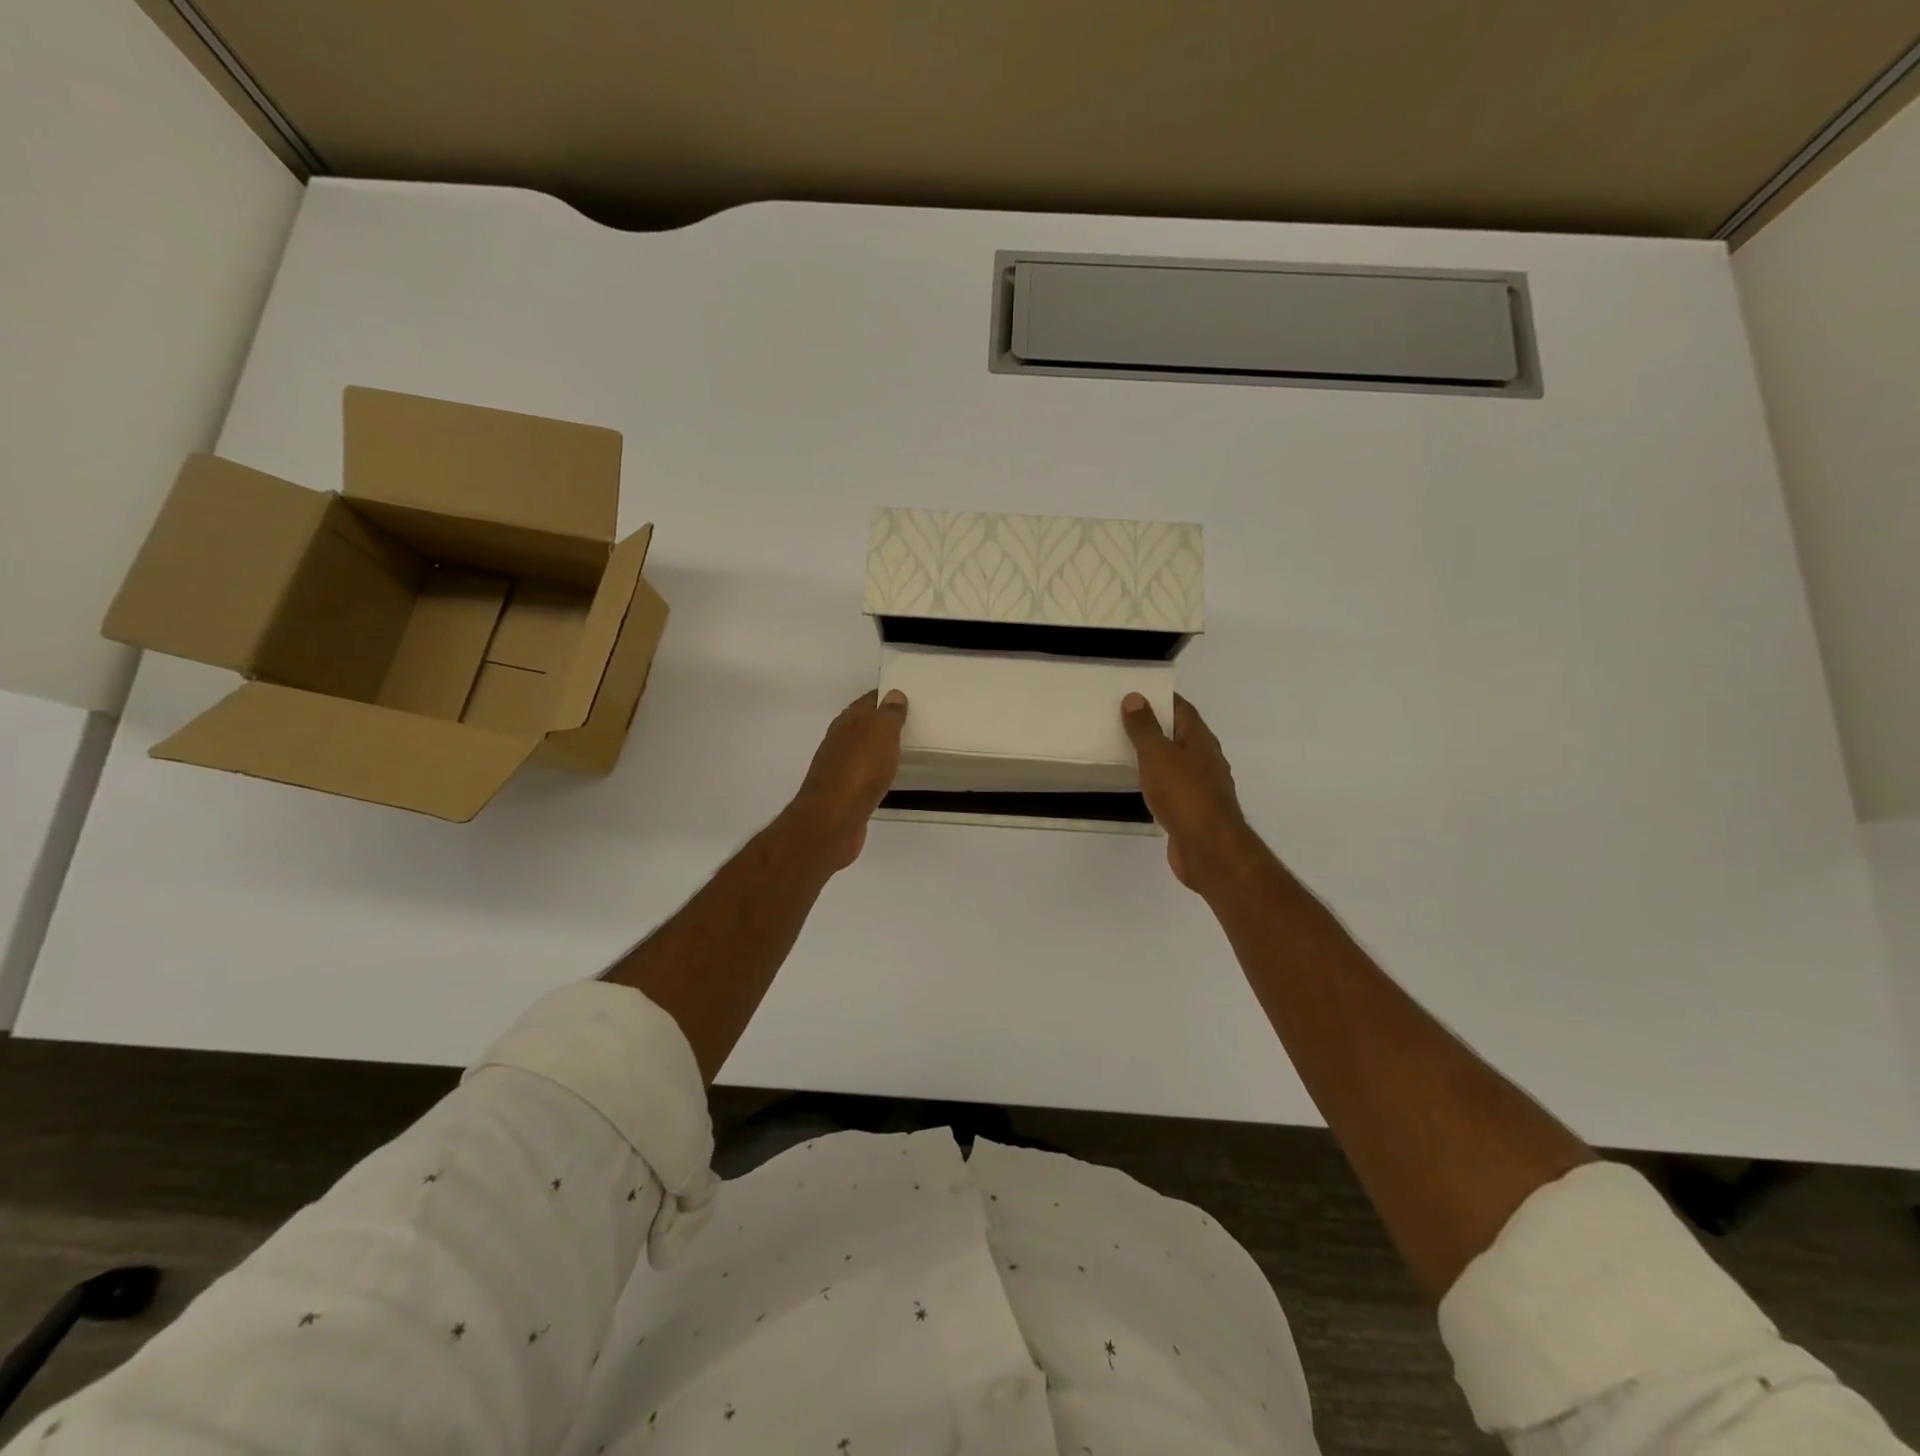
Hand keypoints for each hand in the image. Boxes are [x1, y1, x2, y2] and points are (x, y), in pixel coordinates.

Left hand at [786, 690, 908, 871]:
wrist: (832, 821)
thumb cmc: (859, 771)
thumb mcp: (880, 733)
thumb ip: (888, 714)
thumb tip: (893, 694)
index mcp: (847, 722)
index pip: (868, 701)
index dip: (886, 696)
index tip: (906, 695)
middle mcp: (839, 741)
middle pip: (862, 725)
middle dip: (882, 721)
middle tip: (910, 721)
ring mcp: (838, 769)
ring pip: (862, 750)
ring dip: (878, 748)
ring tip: (903, 748)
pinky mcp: (843, 794)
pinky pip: (863, 775)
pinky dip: (875, 772)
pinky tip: (887, 777)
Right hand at [1122, 693, 1255, 892]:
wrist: (1208, 848)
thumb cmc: (1184, 794)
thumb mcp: (1158, 755)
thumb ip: (1145, 728)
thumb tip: (1136, 697)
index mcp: (1200, 740)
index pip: (1182, 709)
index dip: (1162, 698)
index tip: (1137, 693)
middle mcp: (1206, 759)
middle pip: (1181, 734)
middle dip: (1157, 726)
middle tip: (1125, 720)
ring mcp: (1203, 787)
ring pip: (1178, 762)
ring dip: (1157, 756)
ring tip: (1128, 751)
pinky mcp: (1195, 811)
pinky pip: (1174, 787)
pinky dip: (1159, 782)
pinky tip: (1142, 786)